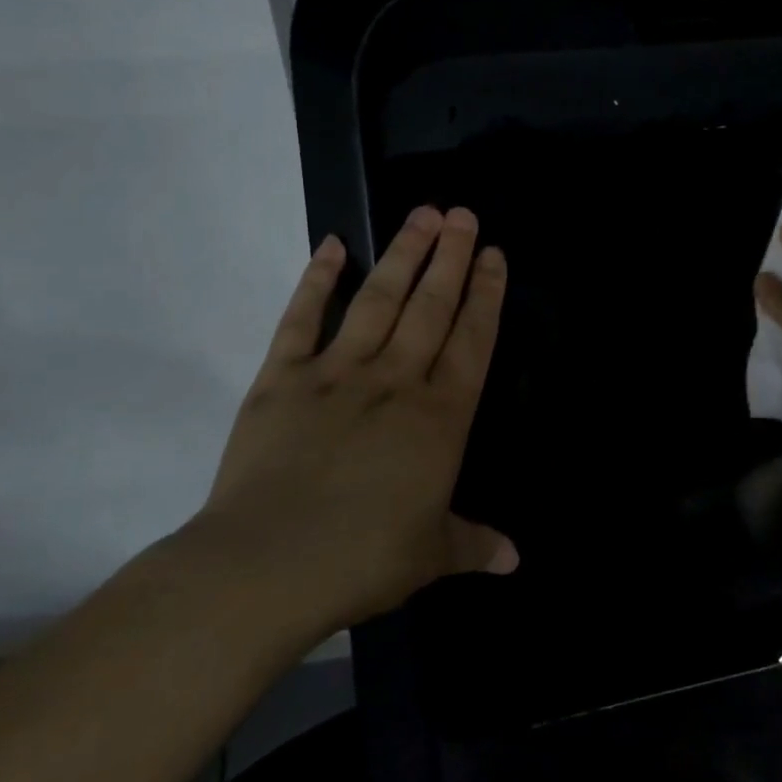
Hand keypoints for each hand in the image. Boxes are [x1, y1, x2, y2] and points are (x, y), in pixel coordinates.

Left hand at [193, 206, 515, 640]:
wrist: (265, 567)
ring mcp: (337, 373)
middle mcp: (395, 381)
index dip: (486, 294)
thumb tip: (516, 558)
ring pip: (379, 300)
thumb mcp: (430, 555)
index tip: (493, 253)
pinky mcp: (282, 379)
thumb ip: (474, 544)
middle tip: (462, 213)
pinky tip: (332, 246)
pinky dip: (316, 280)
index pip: (472, 341)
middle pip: (431, 306)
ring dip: (403, 255)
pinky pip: (301, 319)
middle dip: (451, 257)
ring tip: (422, 214)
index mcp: (438, 417)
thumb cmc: (361, 560)